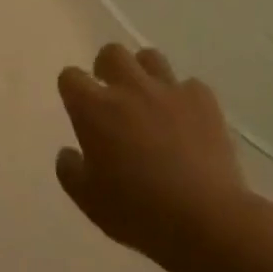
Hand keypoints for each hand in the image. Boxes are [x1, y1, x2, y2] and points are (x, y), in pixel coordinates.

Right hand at [56, 43, 248, 268]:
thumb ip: (70, 171)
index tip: (78, 107)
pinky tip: (187, 121)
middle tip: (112, 96)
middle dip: (107, 68)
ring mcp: (169, 90)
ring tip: (149, 101)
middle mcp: (129, 88)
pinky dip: (184, 98)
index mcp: (94, 109)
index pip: (70, 77)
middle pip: (111, 53)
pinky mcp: (203, 100)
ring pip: (150, 57)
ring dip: (144, 74)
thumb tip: (68, 153)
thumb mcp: (88, 201)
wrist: (204, 219)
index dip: (72, 89)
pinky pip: (189, 85)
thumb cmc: (137, 212)